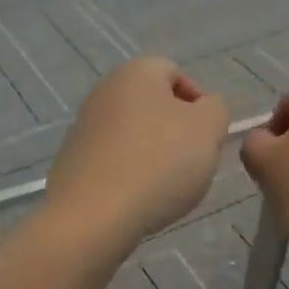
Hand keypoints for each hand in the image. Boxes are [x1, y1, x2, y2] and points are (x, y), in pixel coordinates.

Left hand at [45, 57, 228, 250]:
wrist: (94, 216)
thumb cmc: (159, 163)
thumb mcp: (208, 128)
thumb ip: (216, 109)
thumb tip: (205, 109)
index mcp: (136, 72)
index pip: (176, 73)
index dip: (199, 103)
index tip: (207, 136)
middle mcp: (104, 91)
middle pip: (154, 105)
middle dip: (177, 131)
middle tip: (192, 162)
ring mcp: (83, 126)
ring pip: (134, 134)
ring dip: (154, 155)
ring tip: (166, 187)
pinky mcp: (72, 161)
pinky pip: (114, 160)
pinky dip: (130, 174)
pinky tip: (139, 199)